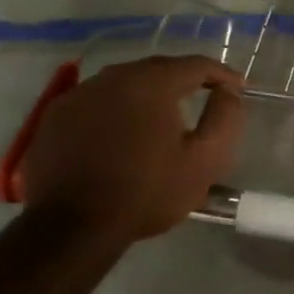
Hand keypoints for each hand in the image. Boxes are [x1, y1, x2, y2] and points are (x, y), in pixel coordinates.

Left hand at [21, 55, 244, 248]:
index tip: (238, 89)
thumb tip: (228, 91)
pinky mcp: (55, 115)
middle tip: (205, 95)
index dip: (222, 74)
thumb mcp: (204, 161)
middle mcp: (113, 77)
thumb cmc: (145, 193)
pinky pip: (97, 100)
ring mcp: (79, 94)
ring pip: (125, 82)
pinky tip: (121, 130)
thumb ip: (225, 118)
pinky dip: (116, 107)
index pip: (196, 64)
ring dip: (149, 92)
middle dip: (185, 79)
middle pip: (159, 68)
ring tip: (163, 114)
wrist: (71, 229)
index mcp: (152, 83)